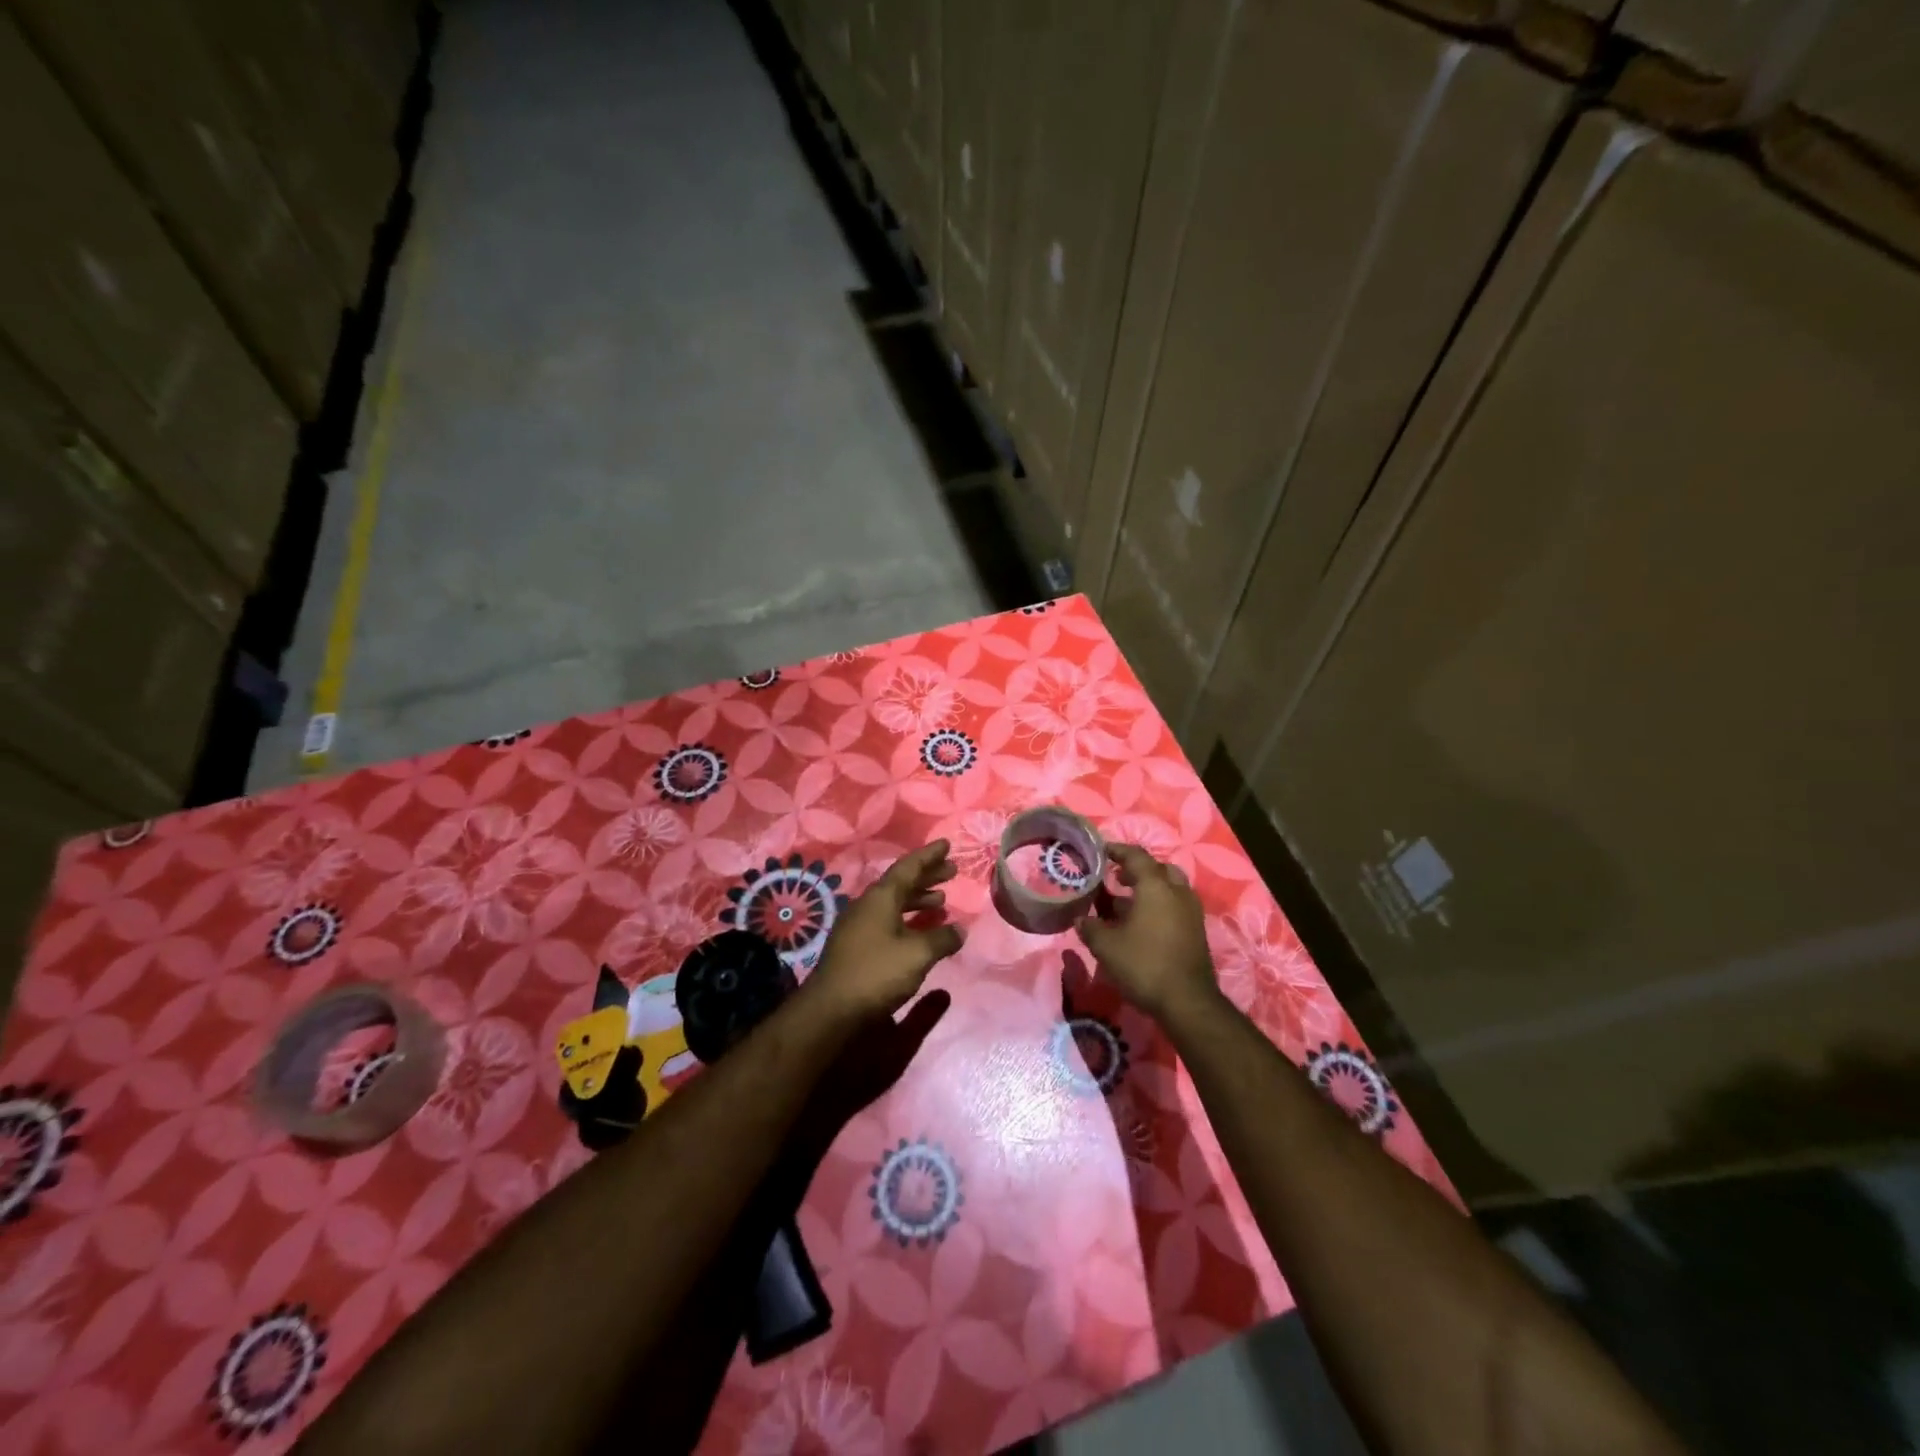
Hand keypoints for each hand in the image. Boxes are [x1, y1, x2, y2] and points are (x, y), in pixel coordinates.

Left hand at [808, 841, 964, 1018]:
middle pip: (901, 884)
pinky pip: (887, 921)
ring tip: (942, 904)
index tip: (946, 845)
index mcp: (880, 898)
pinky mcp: (856, 947)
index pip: (908, 867)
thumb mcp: (917, 954)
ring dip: (918, 901)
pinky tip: (921, 933)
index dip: (929, 856)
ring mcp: (859, 926)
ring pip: (893, 904)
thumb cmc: (876, 973)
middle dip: (927, 877)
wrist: (831, 1011)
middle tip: (951, 872)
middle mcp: (867, 906)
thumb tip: (960, 930)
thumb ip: (942, 938)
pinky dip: (908, 920)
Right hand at [1075, 843, 1217, 1020]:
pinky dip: (1159, 905)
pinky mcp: (1196, 930)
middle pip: (1158, 868)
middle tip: (1116, 878)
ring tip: (1125, 902)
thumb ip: (1090, 927)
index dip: (1117, 850)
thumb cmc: (1143, 964)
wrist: (1187, 1001)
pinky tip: (1141, 923)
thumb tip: (1080, 919)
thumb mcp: (1106, 946)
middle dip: (1136, 870)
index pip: (1136, 856)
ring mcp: (1190, 911)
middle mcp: (1177, 892)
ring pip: (1170, 887)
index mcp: (1155, 886)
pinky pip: (1175, 905)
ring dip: (1149, 888)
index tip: (1101, 851)